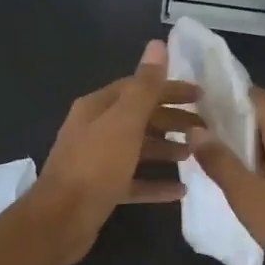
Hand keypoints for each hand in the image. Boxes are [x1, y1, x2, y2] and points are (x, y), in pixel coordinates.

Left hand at [27, 40, 199, 264]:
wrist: (61, 220)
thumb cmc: (95, 167)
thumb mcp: (124, 122)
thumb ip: (144, 86)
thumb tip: (157, 44)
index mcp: (97, 108)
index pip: (138, 88)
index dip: (169, 89)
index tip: (201, 96)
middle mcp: (95, 130)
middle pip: (139, 118)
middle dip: (171, 120)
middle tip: (203, 128)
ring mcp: (97, 162)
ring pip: (137, 149)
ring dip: (166, 149)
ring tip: (194, 154)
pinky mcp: (102, 190)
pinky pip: (135, 182)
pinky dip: (156, 184)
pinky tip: (180, 191)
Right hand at [188, 87, 264, 264]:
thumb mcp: (247, 194)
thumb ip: (220, 161)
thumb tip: (194, 129)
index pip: (257, 97)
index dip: (227, 93)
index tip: (196, 96)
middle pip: (263, 116)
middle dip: (229, 117)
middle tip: (192, 122)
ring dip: (239, 140)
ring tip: (204, 145)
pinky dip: (251, 159)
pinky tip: (231, 173)